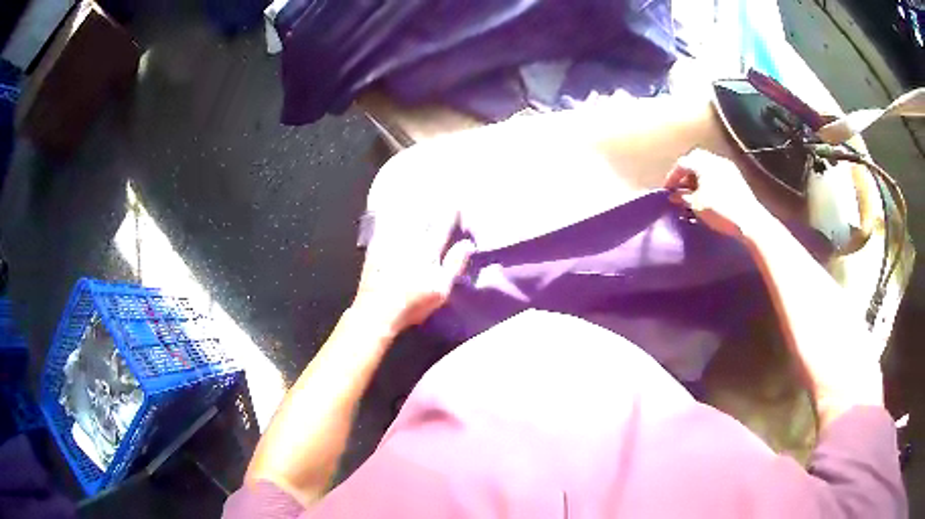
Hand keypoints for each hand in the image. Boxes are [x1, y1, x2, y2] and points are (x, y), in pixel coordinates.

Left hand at [353, 185, 472, 337]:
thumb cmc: (413, 303)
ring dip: (411, 199)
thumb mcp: (441, 289)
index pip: (442, 224)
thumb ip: (454, 264)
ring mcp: (391, 241)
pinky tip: (389, 202)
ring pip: (403, 214)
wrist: (377, 310)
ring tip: (416, 185)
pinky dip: (388, 210)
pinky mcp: (376, 245)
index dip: (450, 210)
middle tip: (437, 183)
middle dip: (431, 198)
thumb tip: (467, 243)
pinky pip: (384, 221)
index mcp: (428, 250)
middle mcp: (410, 240)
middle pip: (423, 214)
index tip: (456, 198)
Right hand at [664, 149, 768, 239]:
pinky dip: (709, 178)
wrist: (749, 220)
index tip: (667, 189)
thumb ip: (682, 197)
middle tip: (681, 186)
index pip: (682, 163)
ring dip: (698, 175)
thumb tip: (673, 196)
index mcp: (702, 163)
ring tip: (694, 191)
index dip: (672, 176)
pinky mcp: (736, 177)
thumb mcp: (697, 206)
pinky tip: (709, 192)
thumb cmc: (720, 210)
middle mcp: (714, 159)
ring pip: (707, 165)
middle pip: (695, 159)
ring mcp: (727, 166)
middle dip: (686, 172)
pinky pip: (717, 172)